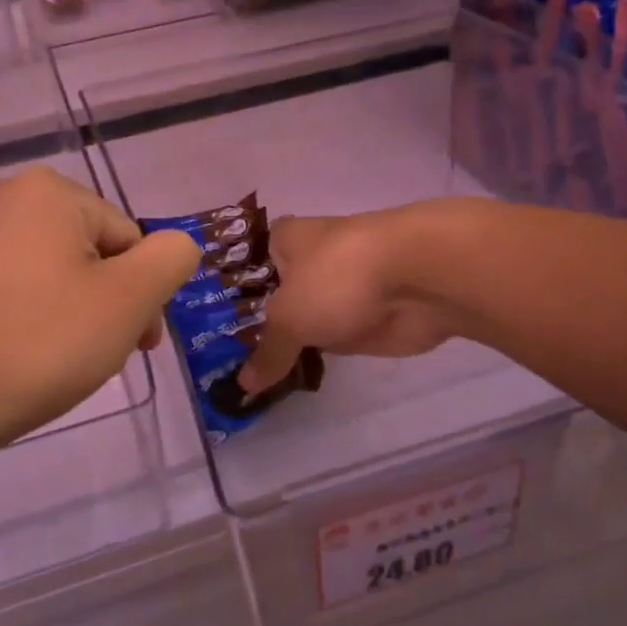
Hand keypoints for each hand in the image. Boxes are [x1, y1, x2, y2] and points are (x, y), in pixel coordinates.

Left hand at [0, 166, 199, 460]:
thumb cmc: (37, 344)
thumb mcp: (128, 300)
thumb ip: (170, 260)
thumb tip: (176, 245)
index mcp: (47, 191)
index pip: (129, 238)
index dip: (142, 293)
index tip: (138, 344)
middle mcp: (0, 197)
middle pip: (89, 250)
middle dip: (108, 301)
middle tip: (102, 356)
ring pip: (49, 272)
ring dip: (72, 312)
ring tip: (59, 362)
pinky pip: (9, 289)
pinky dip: (29, 318)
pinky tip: (20, 358)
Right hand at [237, 208, 455, 395]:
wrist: (421, 277)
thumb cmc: (340, 277)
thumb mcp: (289, 317)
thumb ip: (267, 352)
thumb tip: (243, 385)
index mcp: (285, 240)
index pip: (246, 264)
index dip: (227, 294)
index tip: (205, 326)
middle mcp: (310, 260)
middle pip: (273, 296)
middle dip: (254, 325)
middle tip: (220, 361)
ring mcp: (340, 291)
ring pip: (303, 319)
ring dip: (286, 343)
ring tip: (247, 377)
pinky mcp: (366, 318)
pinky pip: (330, 340)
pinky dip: (315, 356)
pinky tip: (288, 379)